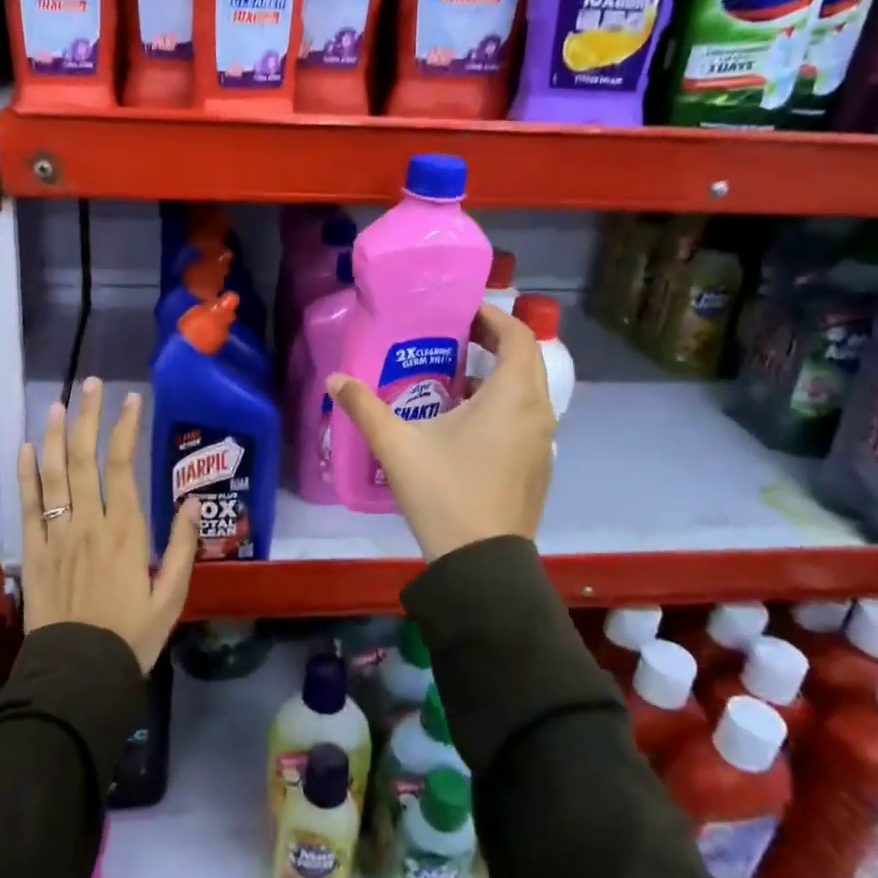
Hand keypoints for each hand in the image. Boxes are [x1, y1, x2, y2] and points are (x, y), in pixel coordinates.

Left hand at [18, 377, 197, 671]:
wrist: (79, 675)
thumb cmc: (132, 636)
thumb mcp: (171, 596)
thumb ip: (182, 546)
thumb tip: (192, 502)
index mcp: (125, 530)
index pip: (123, 465)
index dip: (125, 428)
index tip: (131, 399)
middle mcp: (88, 523)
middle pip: (84, 459)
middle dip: (88, 417)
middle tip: (90, 384)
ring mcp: (56, 535)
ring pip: (53, 475)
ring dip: (54, 435)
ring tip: (57, 403)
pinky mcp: (33, 553)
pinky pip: (27, 507)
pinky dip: (25, 476)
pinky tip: (25, 449)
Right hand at [327, 305, 553, 561]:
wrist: (482, 564)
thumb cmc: (444, 492)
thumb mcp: (397, 446)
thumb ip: (365, 407)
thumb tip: (335, 379)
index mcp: (512, 397)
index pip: (517, 336)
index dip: (492, 317)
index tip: (461, 313)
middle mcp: (538, 412)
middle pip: (526, 360)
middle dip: (495, 342)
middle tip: (456, 337)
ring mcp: (542, 442)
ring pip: (528, 392)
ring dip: (499, 376)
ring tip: (456, 377)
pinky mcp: (538, 466)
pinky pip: (526, 418)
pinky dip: (504, 406)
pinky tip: (466, 424)